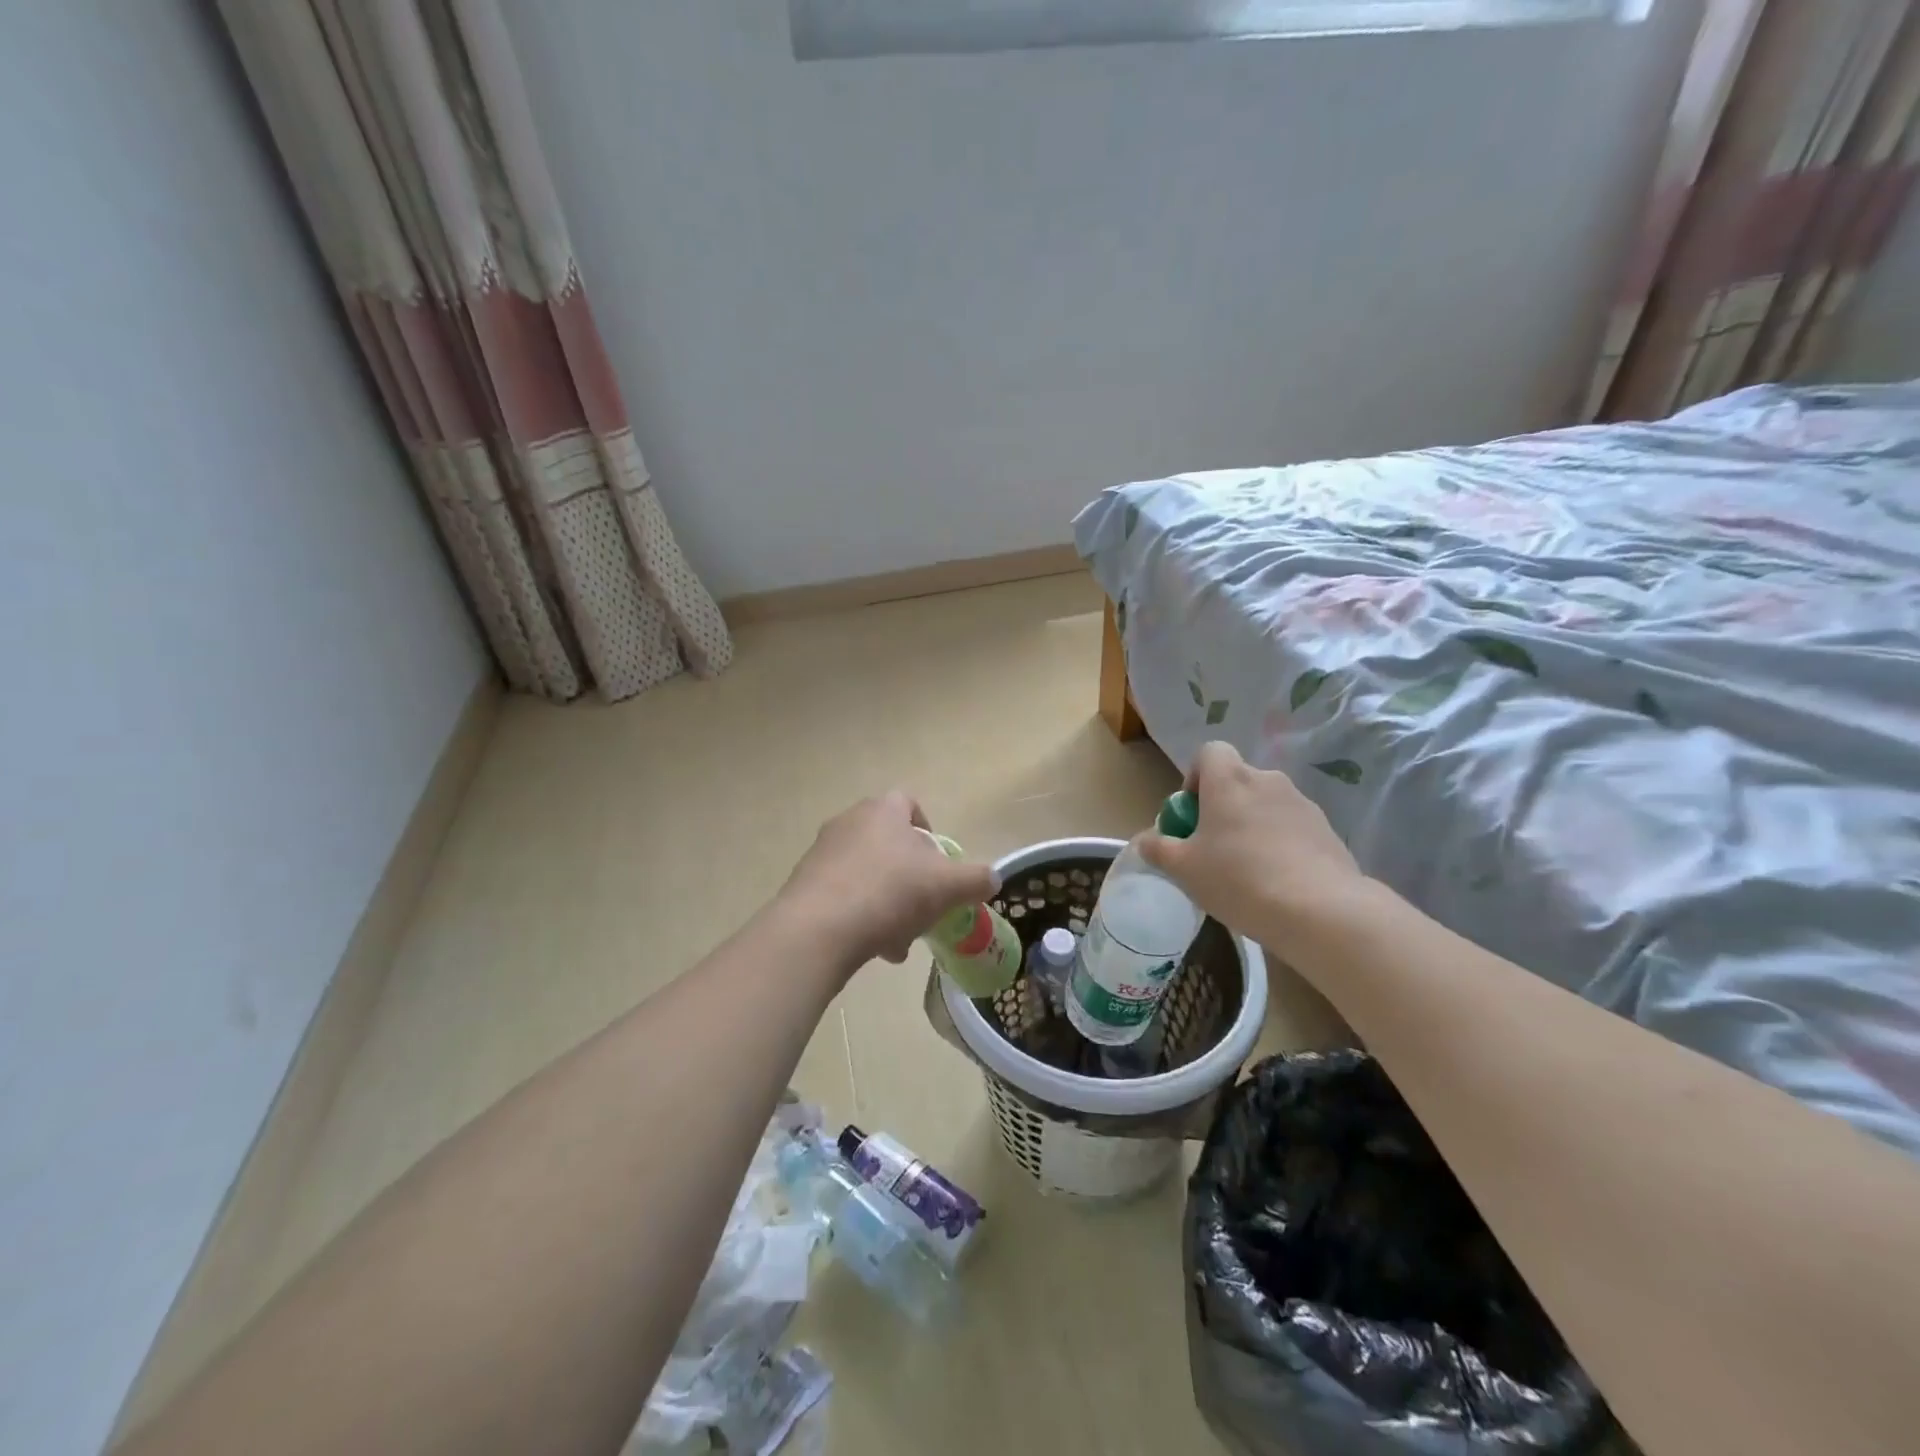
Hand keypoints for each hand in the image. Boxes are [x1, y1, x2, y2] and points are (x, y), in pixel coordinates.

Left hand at [778, 792, 997, 973]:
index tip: (938, 861)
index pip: (908, 804)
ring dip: (887, 902)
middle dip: (910, 877)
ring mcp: (822, 853)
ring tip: (899, 939)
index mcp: (882, 810)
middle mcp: (848, 822)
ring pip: (867, 874)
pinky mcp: (803, 884)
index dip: (928, 829)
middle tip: (923, 906)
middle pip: (888, 844)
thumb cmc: (891, 892)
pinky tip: (874, 948)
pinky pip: (842, 896)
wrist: (819, 928)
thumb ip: (976, 879)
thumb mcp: (948, 886)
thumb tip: (992, 879)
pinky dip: (861, 917)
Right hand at [1137, 741, 1367, 963]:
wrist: (1320, 910)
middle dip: (1222, 808)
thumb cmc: (1238, 878)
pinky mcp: (1328, 831)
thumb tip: (1145, 840)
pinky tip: (1277, 883)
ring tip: (1246, 872)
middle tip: (1212, 849)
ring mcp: (1302, 804)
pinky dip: (1280, 845)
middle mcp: (1268, 780)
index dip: (1195, 778)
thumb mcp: (1183, 868)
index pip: (1210, 752)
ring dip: (1252, 827)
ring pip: (1266, 806)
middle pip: (1237, 782)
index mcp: (1229, 779)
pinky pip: (1292, 828)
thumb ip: (1158, 848)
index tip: (1192, 815)